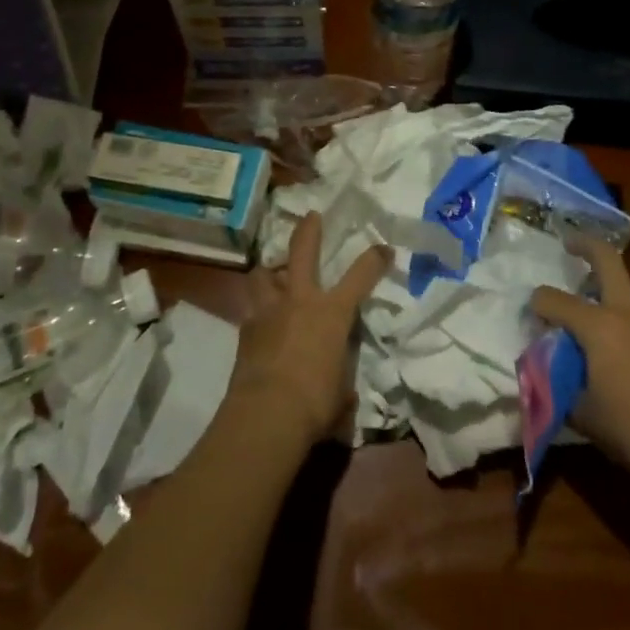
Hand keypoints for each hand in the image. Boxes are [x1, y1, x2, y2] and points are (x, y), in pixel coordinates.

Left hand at [228, 213, 389, 450]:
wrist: (267, 413)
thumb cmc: (315, 403)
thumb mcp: (342, 394)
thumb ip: (342, 384)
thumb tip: (342, 396)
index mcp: (332, 312)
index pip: (360, 276)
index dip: (375, 259)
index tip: (384, 248)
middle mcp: (300, 300)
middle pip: (303, 251)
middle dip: (309, 230)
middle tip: (311, 216)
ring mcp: (269, 311)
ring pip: (264, 274)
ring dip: (270, 270)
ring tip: (272, 272)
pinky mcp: (245, 329)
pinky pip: (252, 309)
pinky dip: (257, 311)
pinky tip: (260, 321)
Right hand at [531, 240, 629, 493]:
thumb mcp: (585, 416)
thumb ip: (561, 388)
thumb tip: (550, 377)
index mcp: (599, 326)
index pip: (554, 300)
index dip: (537, 304)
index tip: (530, 315)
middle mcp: (627, 314)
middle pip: (607, 261)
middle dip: (586, 245)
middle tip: (568, 244)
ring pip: (624, 295)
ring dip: (604, 296)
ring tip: (588, 328)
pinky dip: (623, 328)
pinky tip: (620, 361)